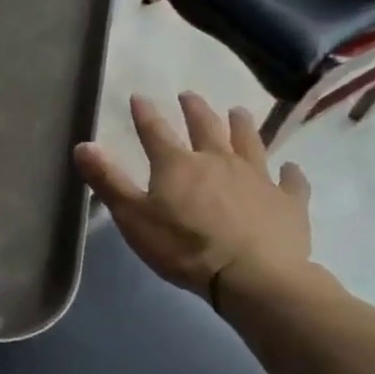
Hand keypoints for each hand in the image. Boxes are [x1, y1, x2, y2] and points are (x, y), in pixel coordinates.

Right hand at [73, 92, 311, 299]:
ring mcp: (257, 179)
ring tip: (238, 112)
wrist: (253, 277)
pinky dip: (289, 173)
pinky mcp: (288, 202)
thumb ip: (108, 180)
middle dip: (196, 110)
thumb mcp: (133, 216)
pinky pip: (291, 182)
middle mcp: (218, 160)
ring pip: (250, 143)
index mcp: (178, 164)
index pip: (155, 131)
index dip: (145, 113)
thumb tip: (83, 144)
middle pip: (206, 127)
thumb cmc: (184, 247)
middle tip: (190, 96)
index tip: (139, 97)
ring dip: (242, 126)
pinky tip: (290, 169)